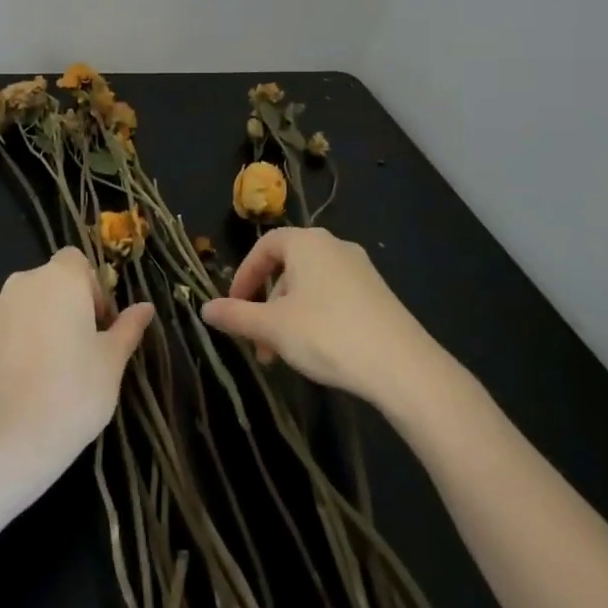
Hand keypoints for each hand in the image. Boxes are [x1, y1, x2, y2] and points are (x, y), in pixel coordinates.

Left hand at [0, 247, 154, 484]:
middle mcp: (18, 286)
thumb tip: (145, 307)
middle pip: (43, 285)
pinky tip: (8, 390)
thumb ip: (128, 328)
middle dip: (57, 309)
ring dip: (26, 330)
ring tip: (37, 376)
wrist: (6, 445)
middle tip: (71, 353)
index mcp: (59, 280)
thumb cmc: (74, 395)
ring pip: (13, 312)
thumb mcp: (112, 363)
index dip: (88, 287)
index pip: (75, 261)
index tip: (96, 325)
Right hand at [200, 228, 440, 410]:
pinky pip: (334, 296)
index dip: (244, 276)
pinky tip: (316, 351)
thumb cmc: (327, 334)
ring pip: (310, 286)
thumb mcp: (273, 328)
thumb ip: (236, 316)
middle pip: (287, 268)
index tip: (233, 307)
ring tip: (282, 356)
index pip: (264, 248)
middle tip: (257, 343)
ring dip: (288, 316)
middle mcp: (333, 245)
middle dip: (266, 305)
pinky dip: (315, 317)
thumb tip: (205, 309)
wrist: (402, 365)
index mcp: (306, 242)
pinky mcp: (377, 293)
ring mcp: (359, 268)